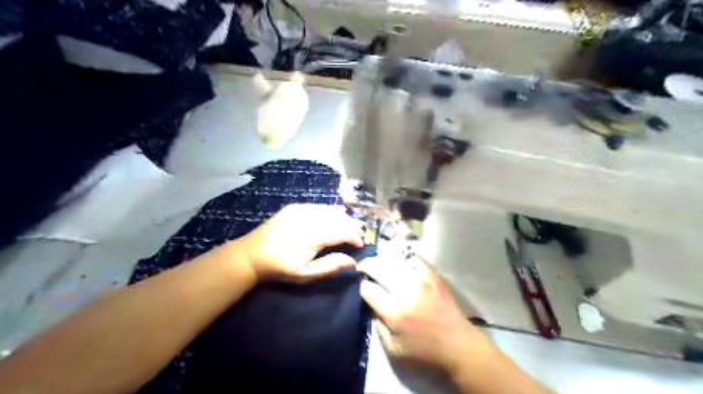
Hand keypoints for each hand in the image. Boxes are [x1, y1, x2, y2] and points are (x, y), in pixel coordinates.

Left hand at [241, 203, 364, 281]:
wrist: (251, 255)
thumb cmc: (280, 268)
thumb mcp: (304, 275)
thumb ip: (329, 266)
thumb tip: (353, 261)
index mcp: (311, 237)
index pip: (342, 231)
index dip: (354, 236)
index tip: (361, 244)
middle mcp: (308, 218)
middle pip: (338, 218)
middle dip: (352, 225)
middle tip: (359, 234)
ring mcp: (300, 209)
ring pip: (330, 209)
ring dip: (342, 217)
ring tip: (349, 226)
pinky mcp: (295, 207)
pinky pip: (319, 206)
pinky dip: (329, 212)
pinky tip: (332, 218)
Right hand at [359, 253, 486, 373]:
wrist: (458, 345)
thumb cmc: (424, 351)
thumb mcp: (393, 348)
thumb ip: (377, 325)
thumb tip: (370, 303)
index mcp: (394, 311)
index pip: (368, 289)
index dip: (361, 287)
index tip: (361, 288)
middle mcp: (406, 290)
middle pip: (378, 267)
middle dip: (366, 266)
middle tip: (361, 267)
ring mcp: (421, 279)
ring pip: (394, 260)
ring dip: (382, 260)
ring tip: (378, 264)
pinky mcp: (433, 275)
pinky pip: (415, 259)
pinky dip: (405, 260)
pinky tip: (402, 266)